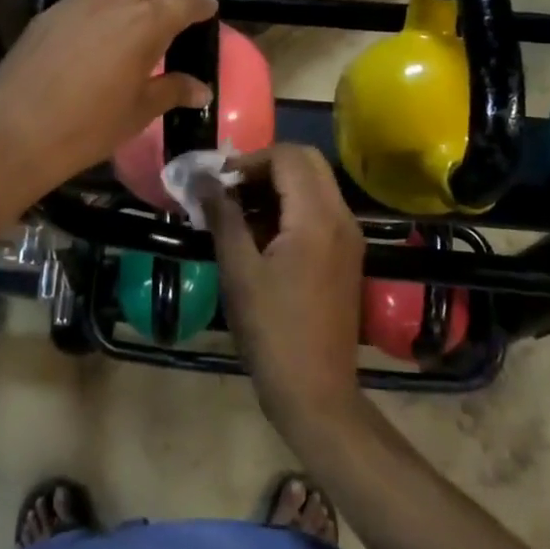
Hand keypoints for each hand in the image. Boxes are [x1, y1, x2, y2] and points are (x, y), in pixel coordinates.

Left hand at [0, 0, 216, 203]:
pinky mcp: (47, 14)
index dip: (200, 3)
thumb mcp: (137, 113)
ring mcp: (75, 3)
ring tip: (142, 17)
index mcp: (143, 23)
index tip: (209, 7)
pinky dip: (105, 7)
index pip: (183, 1)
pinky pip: (86, 0)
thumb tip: (201, 90)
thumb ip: (171, 91)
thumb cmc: (87, 128)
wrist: (13, 133)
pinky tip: (101, 36)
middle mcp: (111, 1)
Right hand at [204, 145, 366, 446]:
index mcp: (317, 217)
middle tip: (230, 191)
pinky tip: (261, 235)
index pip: (287, 156)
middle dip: (265, 166)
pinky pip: (320, 209)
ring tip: (239, 214)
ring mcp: (349, 237)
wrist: (316, 392)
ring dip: (278, 186)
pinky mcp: (347, 255)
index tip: (218, 183)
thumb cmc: (272, 330)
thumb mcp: (238, 270)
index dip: (249, 160)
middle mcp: (342, 217)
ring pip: (315, 184)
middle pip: (307, 162)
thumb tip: (201, 177)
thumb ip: (223, 215)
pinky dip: (291, 207)